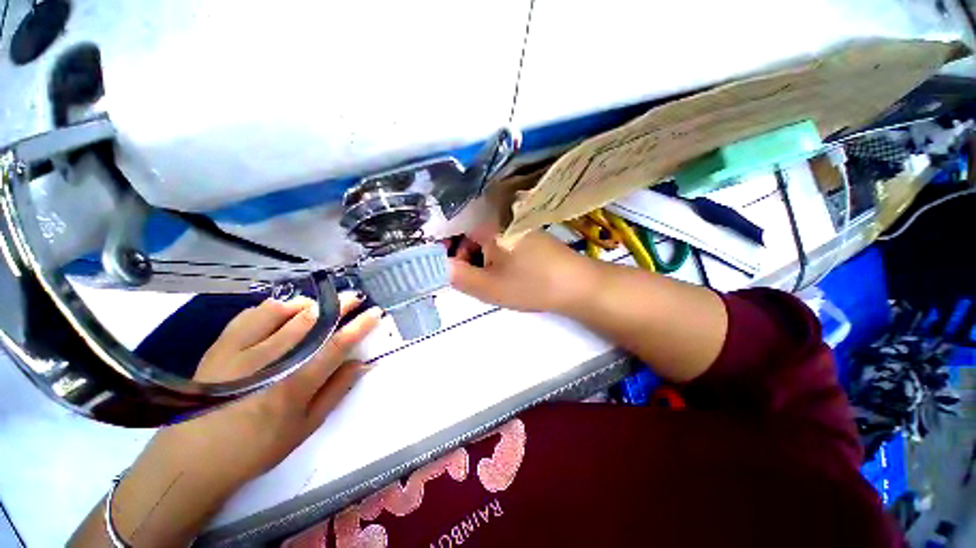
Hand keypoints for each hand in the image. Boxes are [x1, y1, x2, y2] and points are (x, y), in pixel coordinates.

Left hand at [174, 293, 381, 485]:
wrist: (194, 458)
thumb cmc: (257, 448)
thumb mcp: (305, 427)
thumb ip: (336, 391)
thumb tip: (361, 363)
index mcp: (294, 387)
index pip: (336, 346)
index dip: (359, 326)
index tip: (375, 312)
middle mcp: (269, 363)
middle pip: (312, 322)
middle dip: (339, 305)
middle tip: (354, 297)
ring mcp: (241, 351)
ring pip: (283, 313)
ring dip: (308, 304)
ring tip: (321, 305)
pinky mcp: (220, 346)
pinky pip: (252, 314)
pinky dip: (274, 307)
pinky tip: (284, 310)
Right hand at [448, 226, 596, 312]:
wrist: (577, 285)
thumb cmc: (529, 284)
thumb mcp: (487, 286)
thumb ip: (456, 275)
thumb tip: (438, 264)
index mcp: (489, 226)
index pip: (453, 230)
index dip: (445, 250)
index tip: (451, 271)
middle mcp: (502, 219)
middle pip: (470, 235)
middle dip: (466, 259)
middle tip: (474, 281)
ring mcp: (518, 226)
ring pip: (487, 241)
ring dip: (482, 260)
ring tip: (493, 281)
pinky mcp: (529, 235)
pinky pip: (503, 243)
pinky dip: (497, 258)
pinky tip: (509, 275)